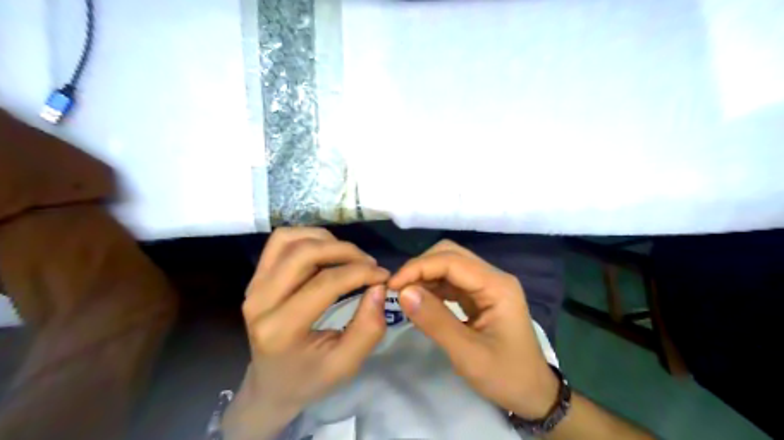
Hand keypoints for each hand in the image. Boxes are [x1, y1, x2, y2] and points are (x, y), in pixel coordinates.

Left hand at [223, 228, 387, 437]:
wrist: (272, 384)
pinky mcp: (256, 277)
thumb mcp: (346, 364)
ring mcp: (254, 286)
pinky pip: (280, 242)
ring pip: (289, 240)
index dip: (360, 273)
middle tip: (369, 263)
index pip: (325, 284)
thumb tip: (379, 287)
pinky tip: (327, 251)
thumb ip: (368, 328)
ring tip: (349, 256)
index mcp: (280, 330)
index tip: (384, 276)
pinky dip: (308, 237)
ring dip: (325, 240)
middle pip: (304, 253)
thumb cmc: (310, 377)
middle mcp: (260, 302)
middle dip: (344, 251)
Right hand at [388, 240, 559, 419]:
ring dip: (425, 275)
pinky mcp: (480, 296)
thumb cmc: (506, 376)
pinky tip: (420, 300)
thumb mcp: (468, 354)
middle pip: (451, 255)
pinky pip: (451, 281)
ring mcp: (487, 285)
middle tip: (398, 289)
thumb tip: (403, 293)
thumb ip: (435, 321)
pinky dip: (432, 286)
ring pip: (449, 265)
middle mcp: (493, 277)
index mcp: (497, 286)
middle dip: (421, 267)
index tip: (393, 286)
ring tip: (405, 295)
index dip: (419, 267)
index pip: (452, 261)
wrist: (534, 394)